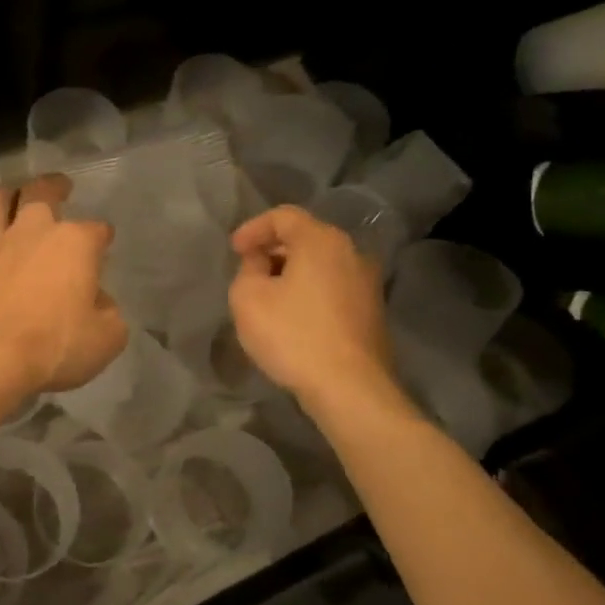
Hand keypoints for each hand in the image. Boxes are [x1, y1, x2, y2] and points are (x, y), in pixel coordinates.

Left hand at [0, 176, 128, 398]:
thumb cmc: (56, 347)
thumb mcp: (107, 338)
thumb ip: (108, 313)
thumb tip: (96, 301)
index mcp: (74, 243)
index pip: (97, 229)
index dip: (103, 236)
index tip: (104, 244)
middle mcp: (32, 233)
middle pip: (40, 192)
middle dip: (53, 186)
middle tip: (59, 188)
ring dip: (1, 197)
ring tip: (7, 201)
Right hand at [228, 205, 408, 413]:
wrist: (349, 388)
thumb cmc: (293, 336)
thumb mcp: (248, 298)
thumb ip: (248, 269)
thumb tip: (261, 262)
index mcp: (321, 241)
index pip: (283, 216)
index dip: (253, 228)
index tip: (233, 251)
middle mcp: (351, 253)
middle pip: (306, 238)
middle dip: (272, 250)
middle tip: (248, 271)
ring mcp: (367, 283)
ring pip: (321, 265)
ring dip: (292, 273)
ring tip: (268, 296)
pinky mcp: (372, 311)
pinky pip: (333, 288)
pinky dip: (309, 293)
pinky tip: (293, 317)